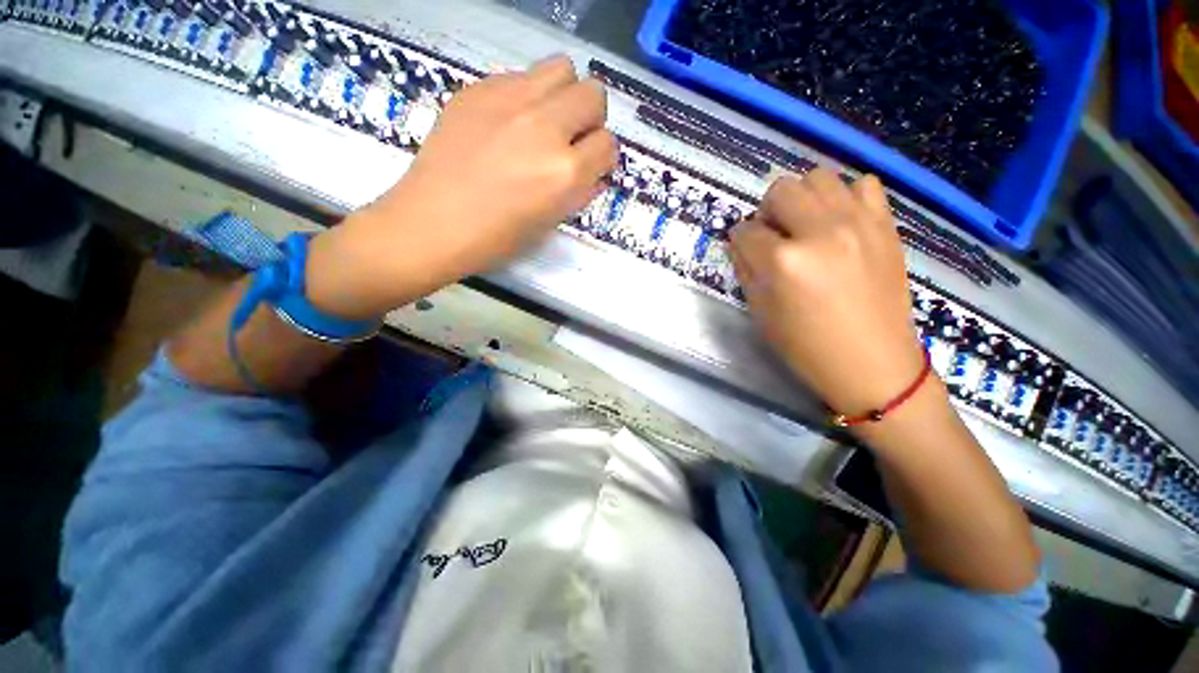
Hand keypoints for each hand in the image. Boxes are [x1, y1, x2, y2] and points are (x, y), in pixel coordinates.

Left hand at [307, 55, 617, 317]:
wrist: (433, 224)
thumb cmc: (496, 238)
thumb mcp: (549, 222)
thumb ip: (578, 192)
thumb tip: (593, 173)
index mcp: (565, 172)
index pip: (608, 144)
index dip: (601, 157)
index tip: (590, 165)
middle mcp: (545, 128)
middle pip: (593, 94)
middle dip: (589, 119)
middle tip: (571, 139)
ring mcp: (509, 101)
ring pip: (562, 69)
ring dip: (563, 95)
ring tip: (544, 121)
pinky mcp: (478, 89)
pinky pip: (520, 76)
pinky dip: (526, 96)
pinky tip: (507, 123)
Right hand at [730, 169, 926, 417]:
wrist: (873, 363)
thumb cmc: (807, 346)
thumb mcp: (761, 313)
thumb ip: (746, 269)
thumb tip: (741, 242)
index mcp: (784, 261)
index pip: (746, 230)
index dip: (739, 239)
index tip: (744, 249)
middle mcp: (820, 231)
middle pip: (780, 191)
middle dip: (767, 212)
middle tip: (773, 236)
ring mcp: (858, 223)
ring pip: (819, 177)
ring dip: (802, 198)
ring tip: (805, 225)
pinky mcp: (885, 226)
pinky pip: (863, 185)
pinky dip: (844, 196)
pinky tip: (840, 222)